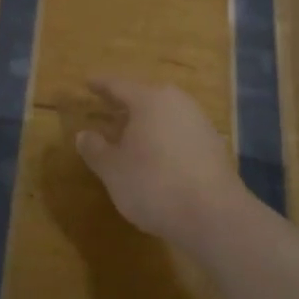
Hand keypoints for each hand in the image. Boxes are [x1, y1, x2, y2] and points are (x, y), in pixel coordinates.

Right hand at [75, 77, 250, 252]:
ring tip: (130, 135)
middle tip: (108, 108)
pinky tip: (157, 156)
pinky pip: (180, 132)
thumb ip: (96, 149)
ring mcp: (200, 123)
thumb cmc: (154, 184)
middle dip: (126, 104)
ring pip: (166, 114)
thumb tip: (84, 134)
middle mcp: (177, 103)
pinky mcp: (214, 145)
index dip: (101, 85)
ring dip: (147, 122)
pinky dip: (164, 138)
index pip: (119, 85)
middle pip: (146, 97)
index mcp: (149, 100)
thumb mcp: (113, 170)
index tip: (88, 83)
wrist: (213, 215)